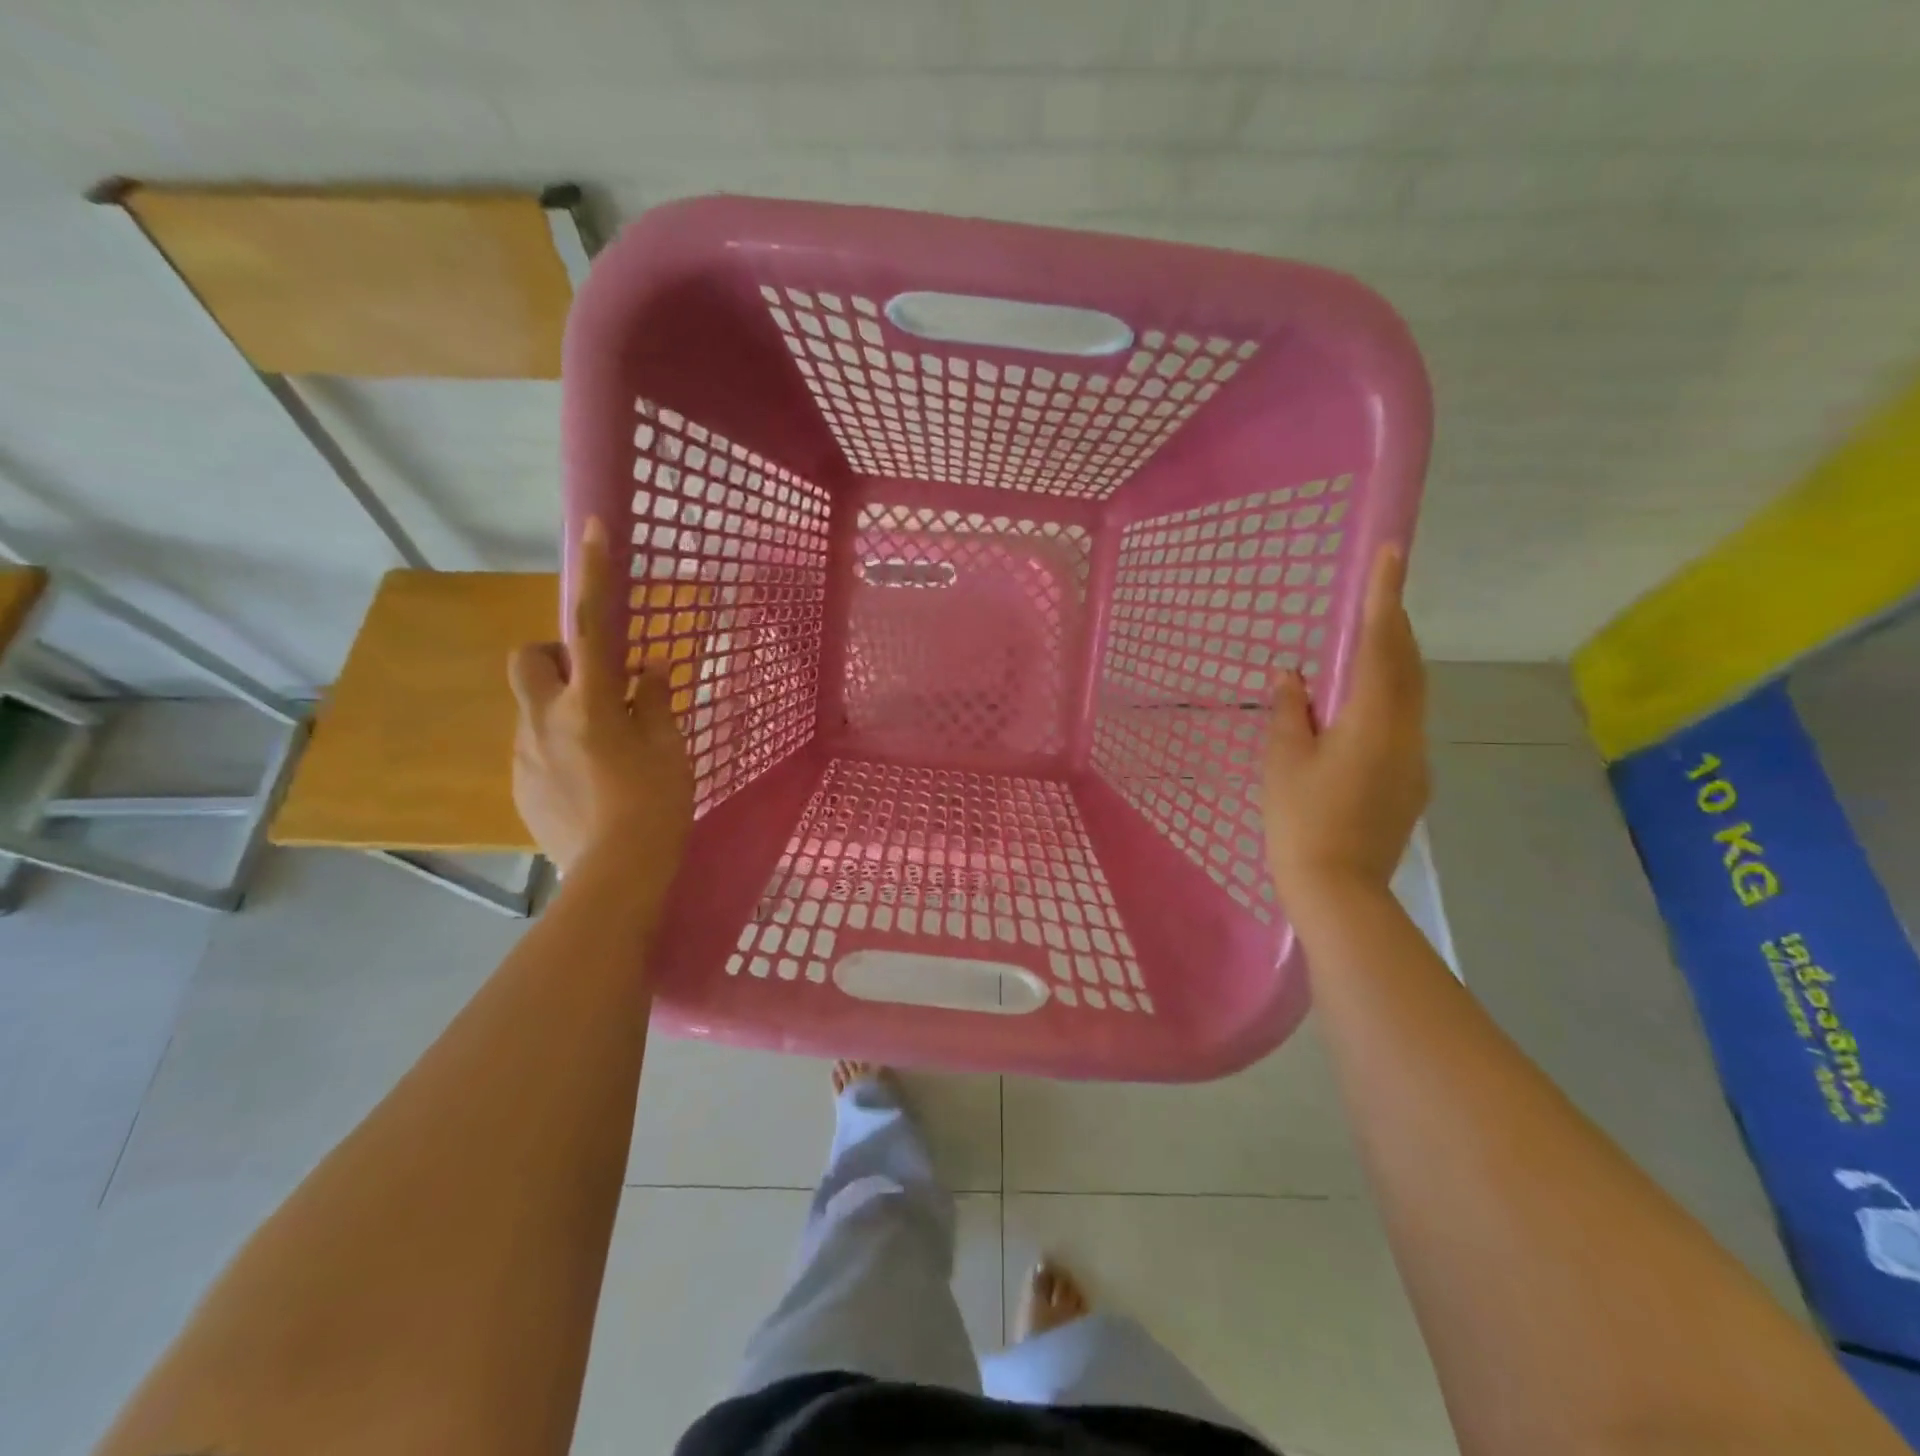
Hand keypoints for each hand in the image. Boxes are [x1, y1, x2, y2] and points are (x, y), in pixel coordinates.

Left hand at [508, 518, 693, 882]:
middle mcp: (544, 720)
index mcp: (589, 704)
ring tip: (604, 752)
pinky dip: (558, 748)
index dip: (593, 574)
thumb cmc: (655, 806)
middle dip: (554, 658)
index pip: (589, 625)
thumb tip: (646, 669)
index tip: (593, 528)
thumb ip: (655, 701)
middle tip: (595, 686)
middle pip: (528, 660)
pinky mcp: (518, 785)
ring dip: (563, 710)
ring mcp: (524, 754)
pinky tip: (590, 784)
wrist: (615, 877)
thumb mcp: (669, 749)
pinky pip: (534, 747)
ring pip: (533, 708)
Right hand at [1264, 545, 1428, 904]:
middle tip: (1378, 593)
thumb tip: (1291, 676)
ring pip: (1409, 695)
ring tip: (1365, 645)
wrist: (1338, 889)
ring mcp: (1414, 759)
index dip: (1385, 596)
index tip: (1392, 553)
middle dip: (1394, 624)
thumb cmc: (1301, 820)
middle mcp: (1406, 731)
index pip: (1381, 644)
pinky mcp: (1411, 781)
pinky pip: (1402, 723)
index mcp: (1372, 720)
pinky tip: (1356, 713)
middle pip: (1407, 665)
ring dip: (1391, 662)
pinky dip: (1384, 699)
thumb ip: (1290, 711)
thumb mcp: (1283, 760)